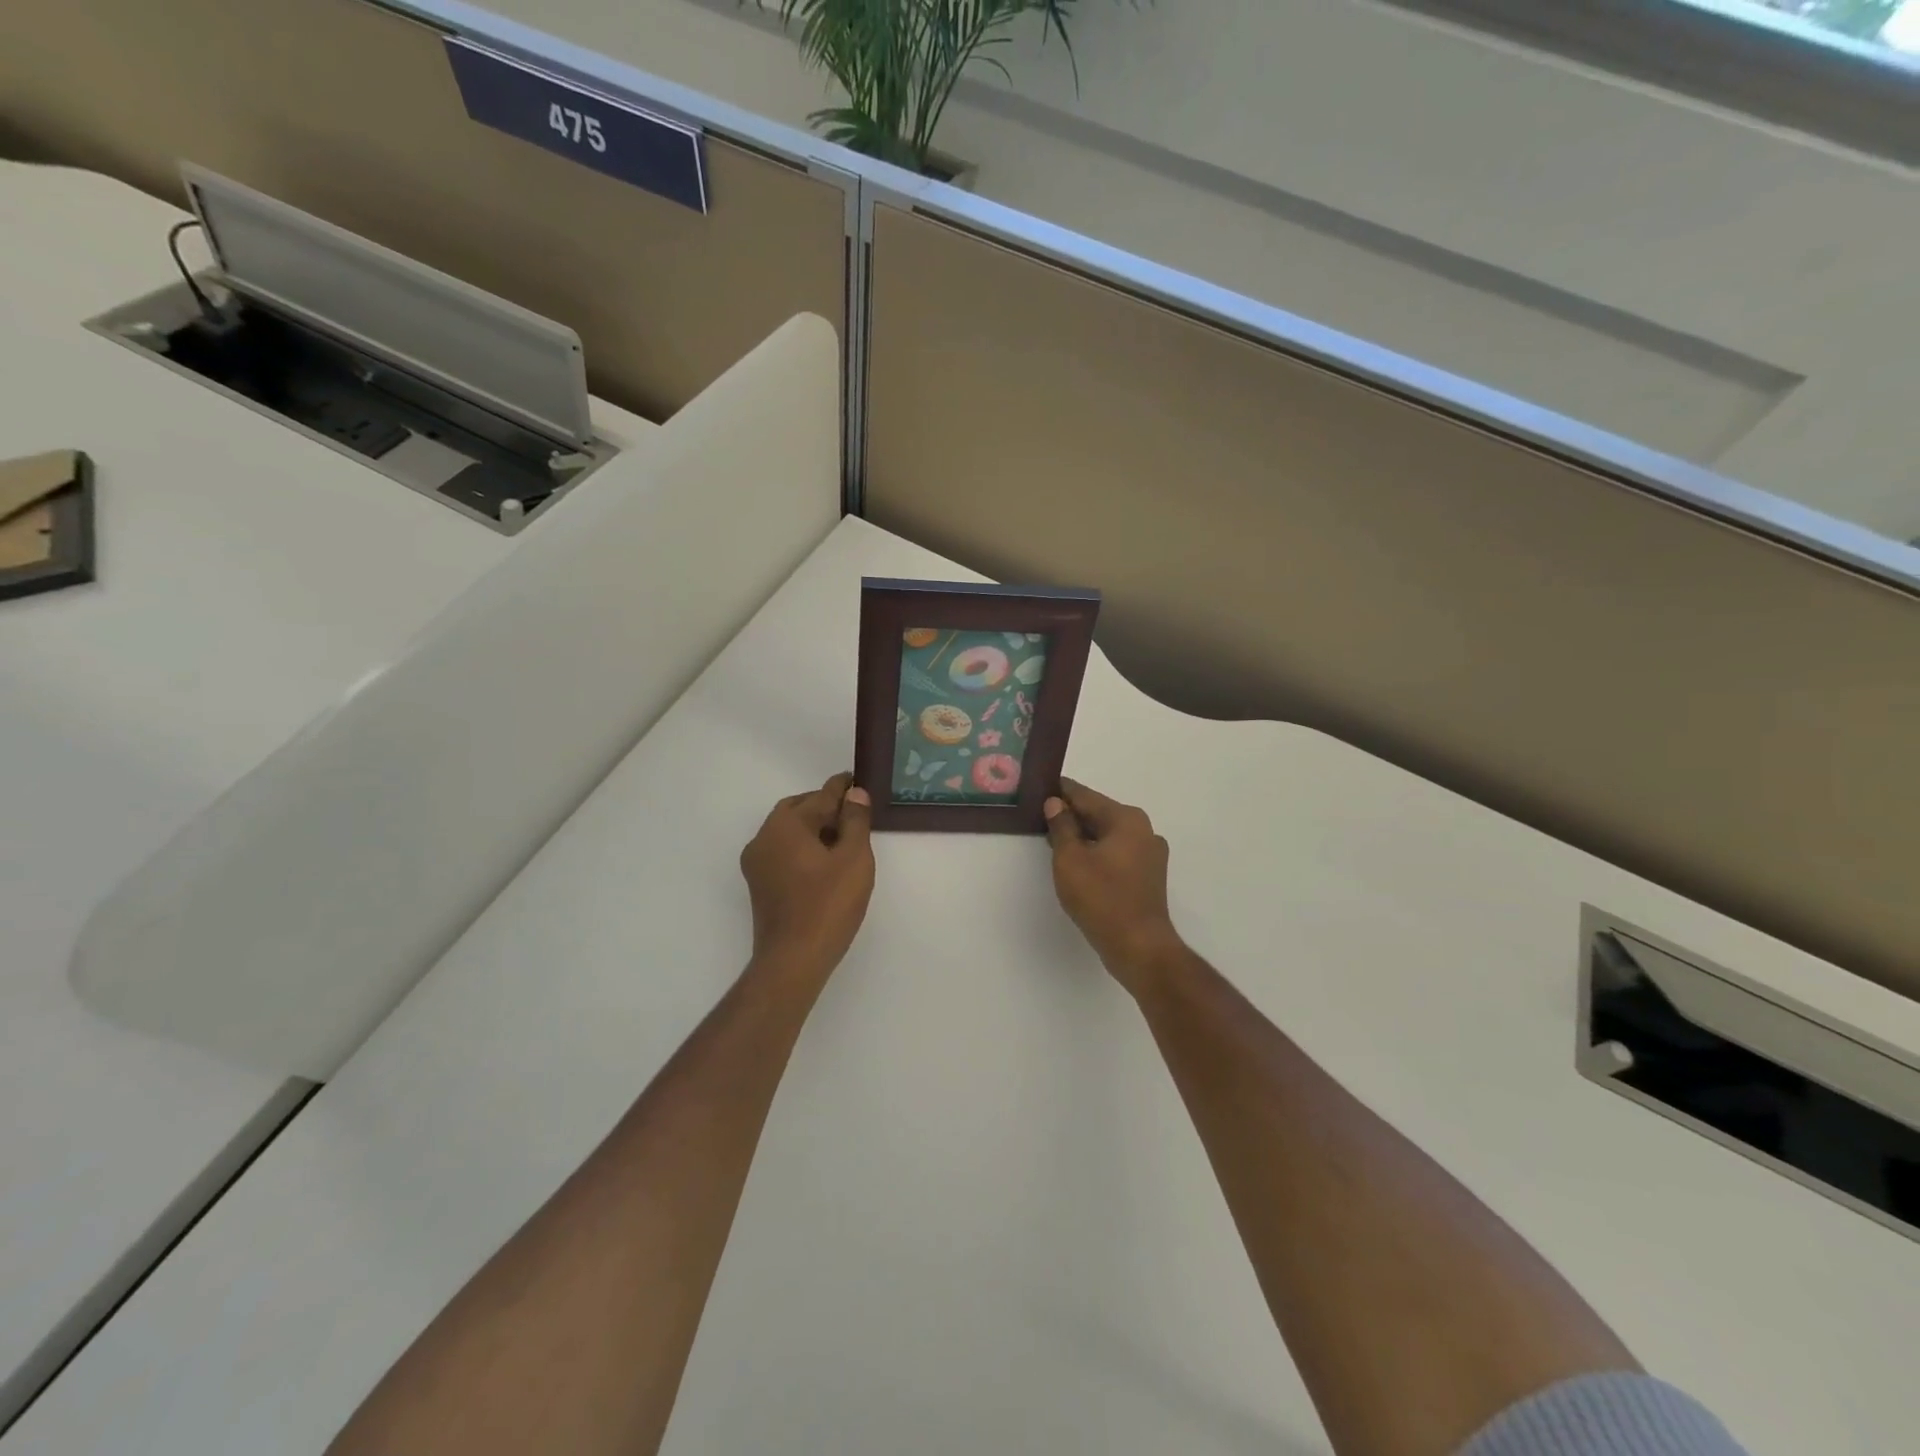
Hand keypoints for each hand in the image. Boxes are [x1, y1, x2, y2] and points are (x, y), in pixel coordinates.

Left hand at [740, 773, 874, 988]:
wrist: (793, 959)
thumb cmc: (828, 905)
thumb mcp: (853, 858)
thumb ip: (855, 821)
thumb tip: (855, 794)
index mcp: (786, 825)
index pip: (820, 796)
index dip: (842, 788)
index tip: (856, 780)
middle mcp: (764, 838)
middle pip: (798, 810)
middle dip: (824, 806)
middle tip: (853, 811)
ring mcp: (757, 863)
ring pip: (788, 831)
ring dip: (813, 827)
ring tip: (843, 836)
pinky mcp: (759, 884)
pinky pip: (783, 851)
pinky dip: (803, 846)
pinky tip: (825, 860)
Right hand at [1044, 780, 1184, 997]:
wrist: (1139, 947)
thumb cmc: (1102, 898)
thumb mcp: (1070, 859)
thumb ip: (1061, 826)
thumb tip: (1055, 803)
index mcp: (1126, 819)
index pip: (1085, 795)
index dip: (1060, 791)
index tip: (1038, 785)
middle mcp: (1143, 830)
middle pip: (1098, 813)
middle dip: (1070, 814)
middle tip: (1039, 814)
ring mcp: (1149, 854)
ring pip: (1107, 835)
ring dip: (1082, 835)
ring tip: (1052, 838)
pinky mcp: (1147, 876)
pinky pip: (1116, 853)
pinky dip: (1096, 852)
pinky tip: (1076, 862)